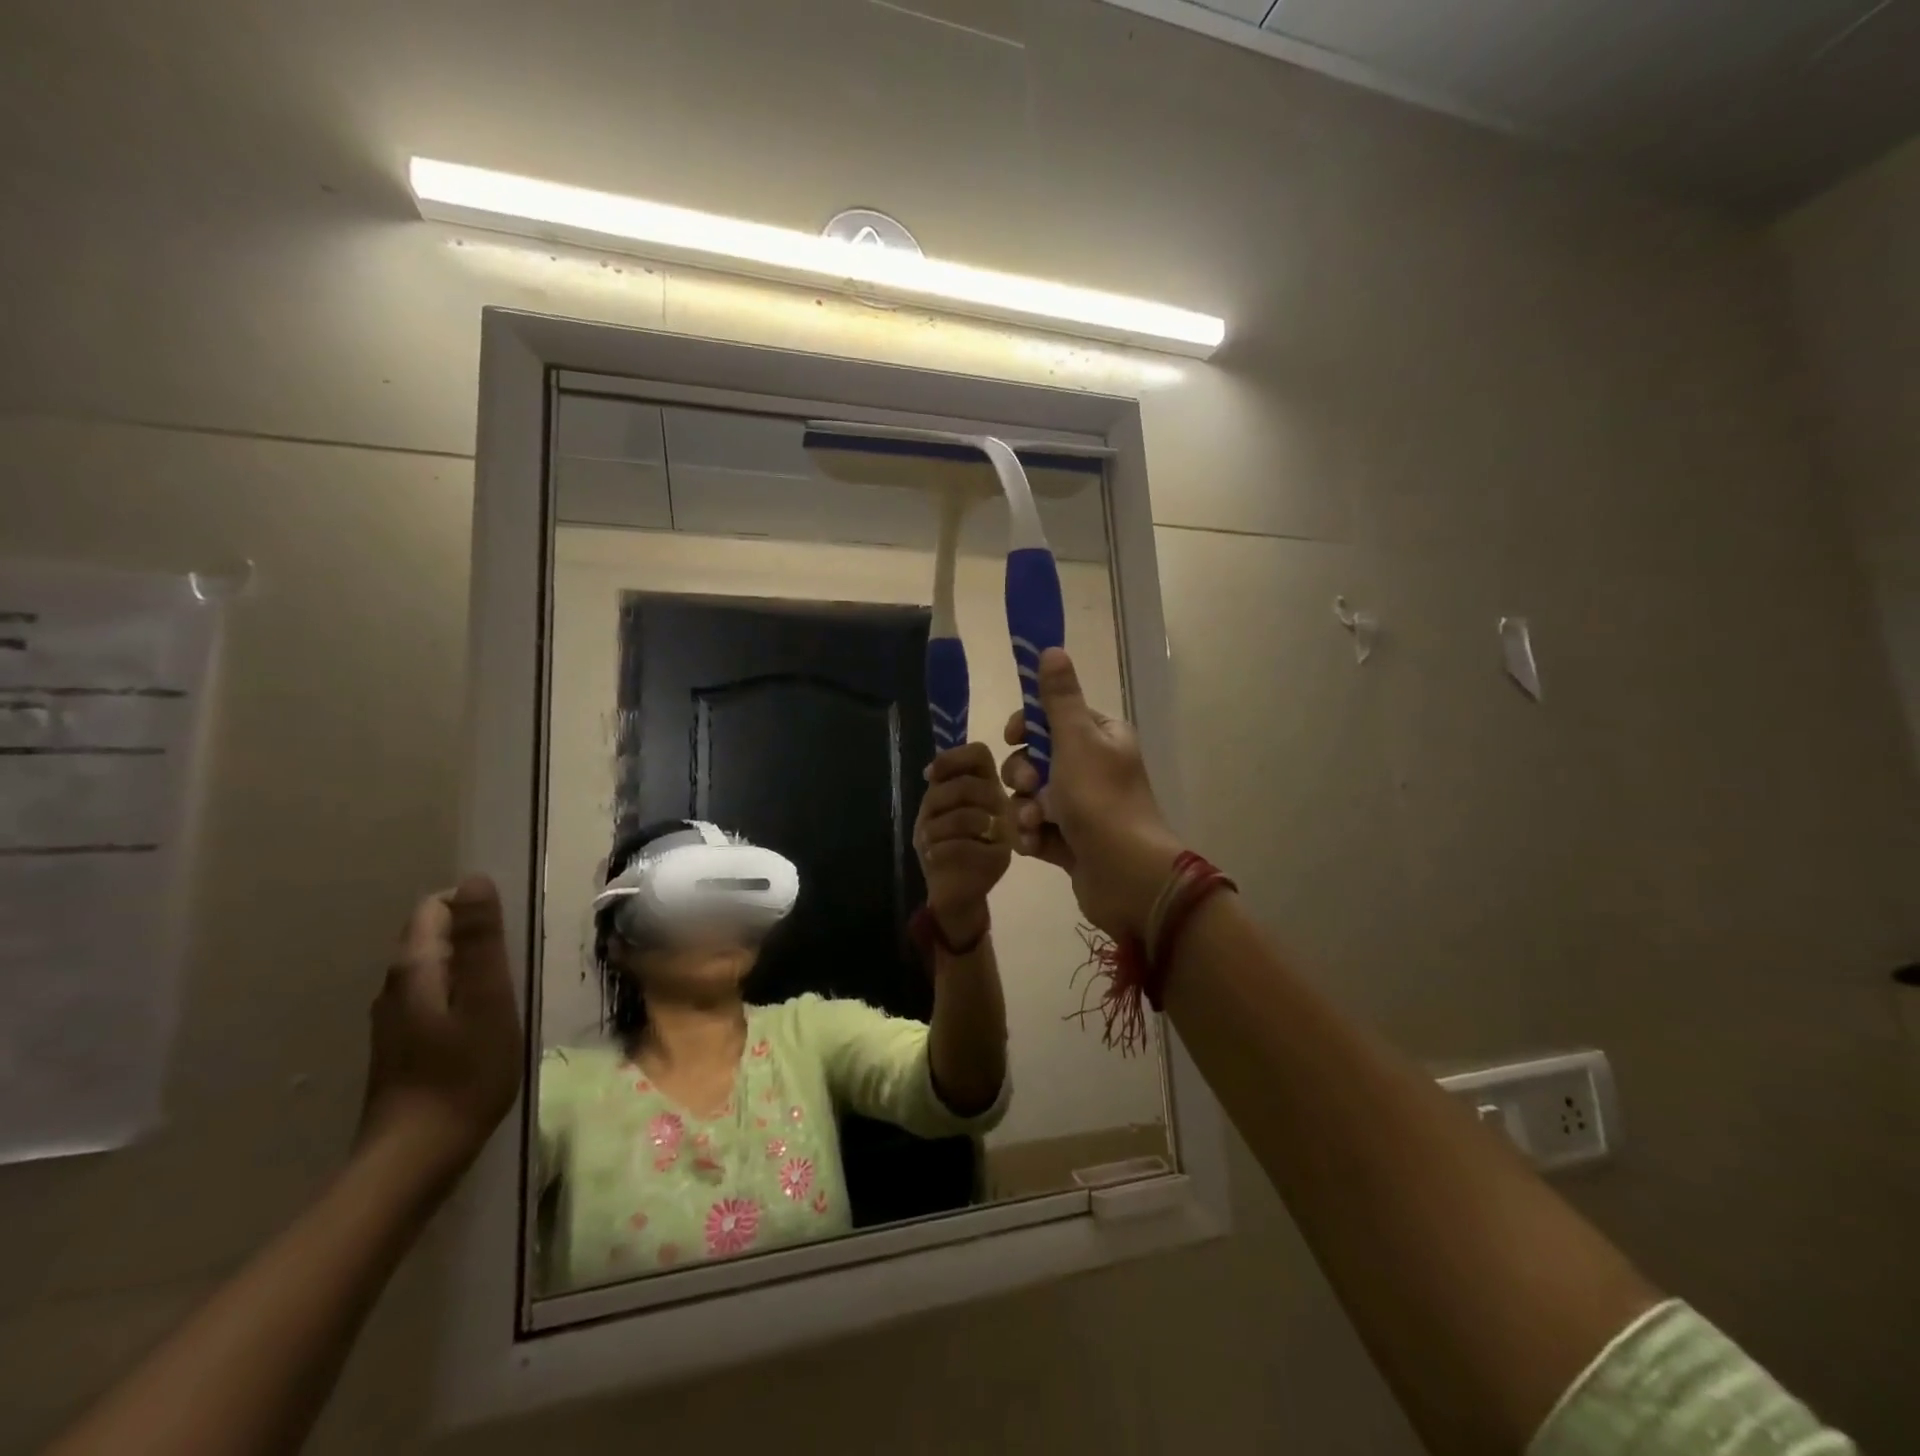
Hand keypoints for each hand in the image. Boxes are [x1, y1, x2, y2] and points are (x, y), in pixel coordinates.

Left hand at [357, 875, 522, 1176]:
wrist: (415, 1157)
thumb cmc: (464, 1073)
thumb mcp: (488, 998)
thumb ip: (480, 940)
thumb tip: (475, 879)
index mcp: (414, 968)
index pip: (436, 907)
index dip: (474, 909)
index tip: (509, 938)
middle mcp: (393, 985)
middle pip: (432, 935)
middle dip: (474, 938)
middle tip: (515, 967)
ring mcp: (392, 1018)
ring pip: (433, 969)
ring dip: (469, 969)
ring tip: (506, 994)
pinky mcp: (400, 1044)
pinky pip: (433, 997)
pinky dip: (460, 995)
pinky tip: (483, 1023)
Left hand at [913, 742, 1013, 942]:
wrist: (953, 891)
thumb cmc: (944, 844)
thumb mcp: (936, 810)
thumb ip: (939, 787)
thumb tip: (930, 771)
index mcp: (986, 785)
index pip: (979, 754)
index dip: (952, 759)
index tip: (930, 777)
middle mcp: (1001, 802)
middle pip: (966, 785)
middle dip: (937, 802)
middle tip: (928, 819)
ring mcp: (1004, 831)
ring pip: (964, 817)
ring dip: (934, 829)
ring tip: (928, 841)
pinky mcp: (999, 858)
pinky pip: (962, 846)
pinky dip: (939, 850)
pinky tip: (934, 856)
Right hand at [1001, 648, 1183, 940]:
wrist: (1126, 876)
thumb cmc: (1100, 800)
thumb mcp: (1076, 740)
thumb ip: (1059, 698)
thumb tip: (1051, 648)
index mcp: (1101, 738)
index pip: (1053, 717)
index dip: (1027, 726)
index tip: (1013, 736)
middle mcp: (1093, 768)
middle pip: (1035, 758)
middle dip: (1022, 774)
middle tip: (1028, 787)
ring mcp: (1082, 807)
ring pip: (1030, 796)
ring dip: (1023, 808)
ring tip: (1034, 823)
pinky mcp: (1071, 841)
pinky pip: (1035, 827)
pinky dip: (1030, 834)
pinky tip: (1034, 845)